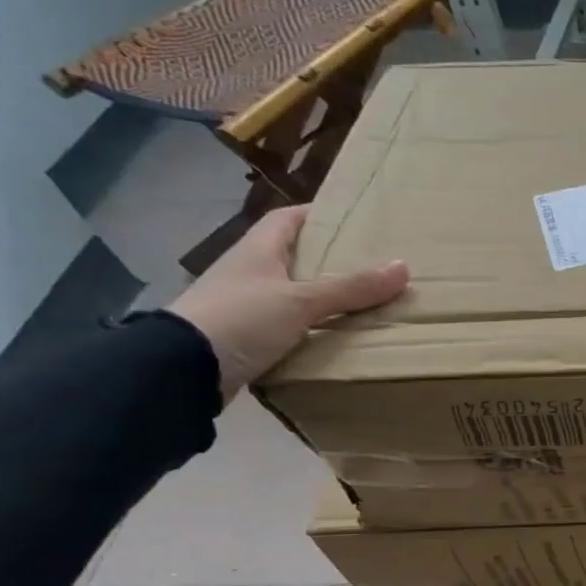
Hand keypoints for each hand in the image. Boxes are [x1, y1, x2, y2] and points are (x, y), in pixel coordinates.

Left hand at [168, 205, 408, 401]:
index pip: (287, 219)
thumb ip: (351, 287)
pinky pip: (290, 326)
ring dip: (325, 298)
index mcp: (257, 251)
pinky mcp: (247, 338)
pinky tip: (340, 336)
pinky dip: (314, 328)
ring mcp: (246, 306)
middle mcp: (250, 273)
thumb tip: (403, 267)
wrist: (182, 370)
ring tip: (367, 302)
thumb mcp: (301, 300)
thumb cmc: (241, 318)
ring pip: (294, 294)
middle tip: (373, 264)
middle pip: (295, 257)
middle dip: (331, 260)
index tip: (355, 220)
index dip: (319, 215)